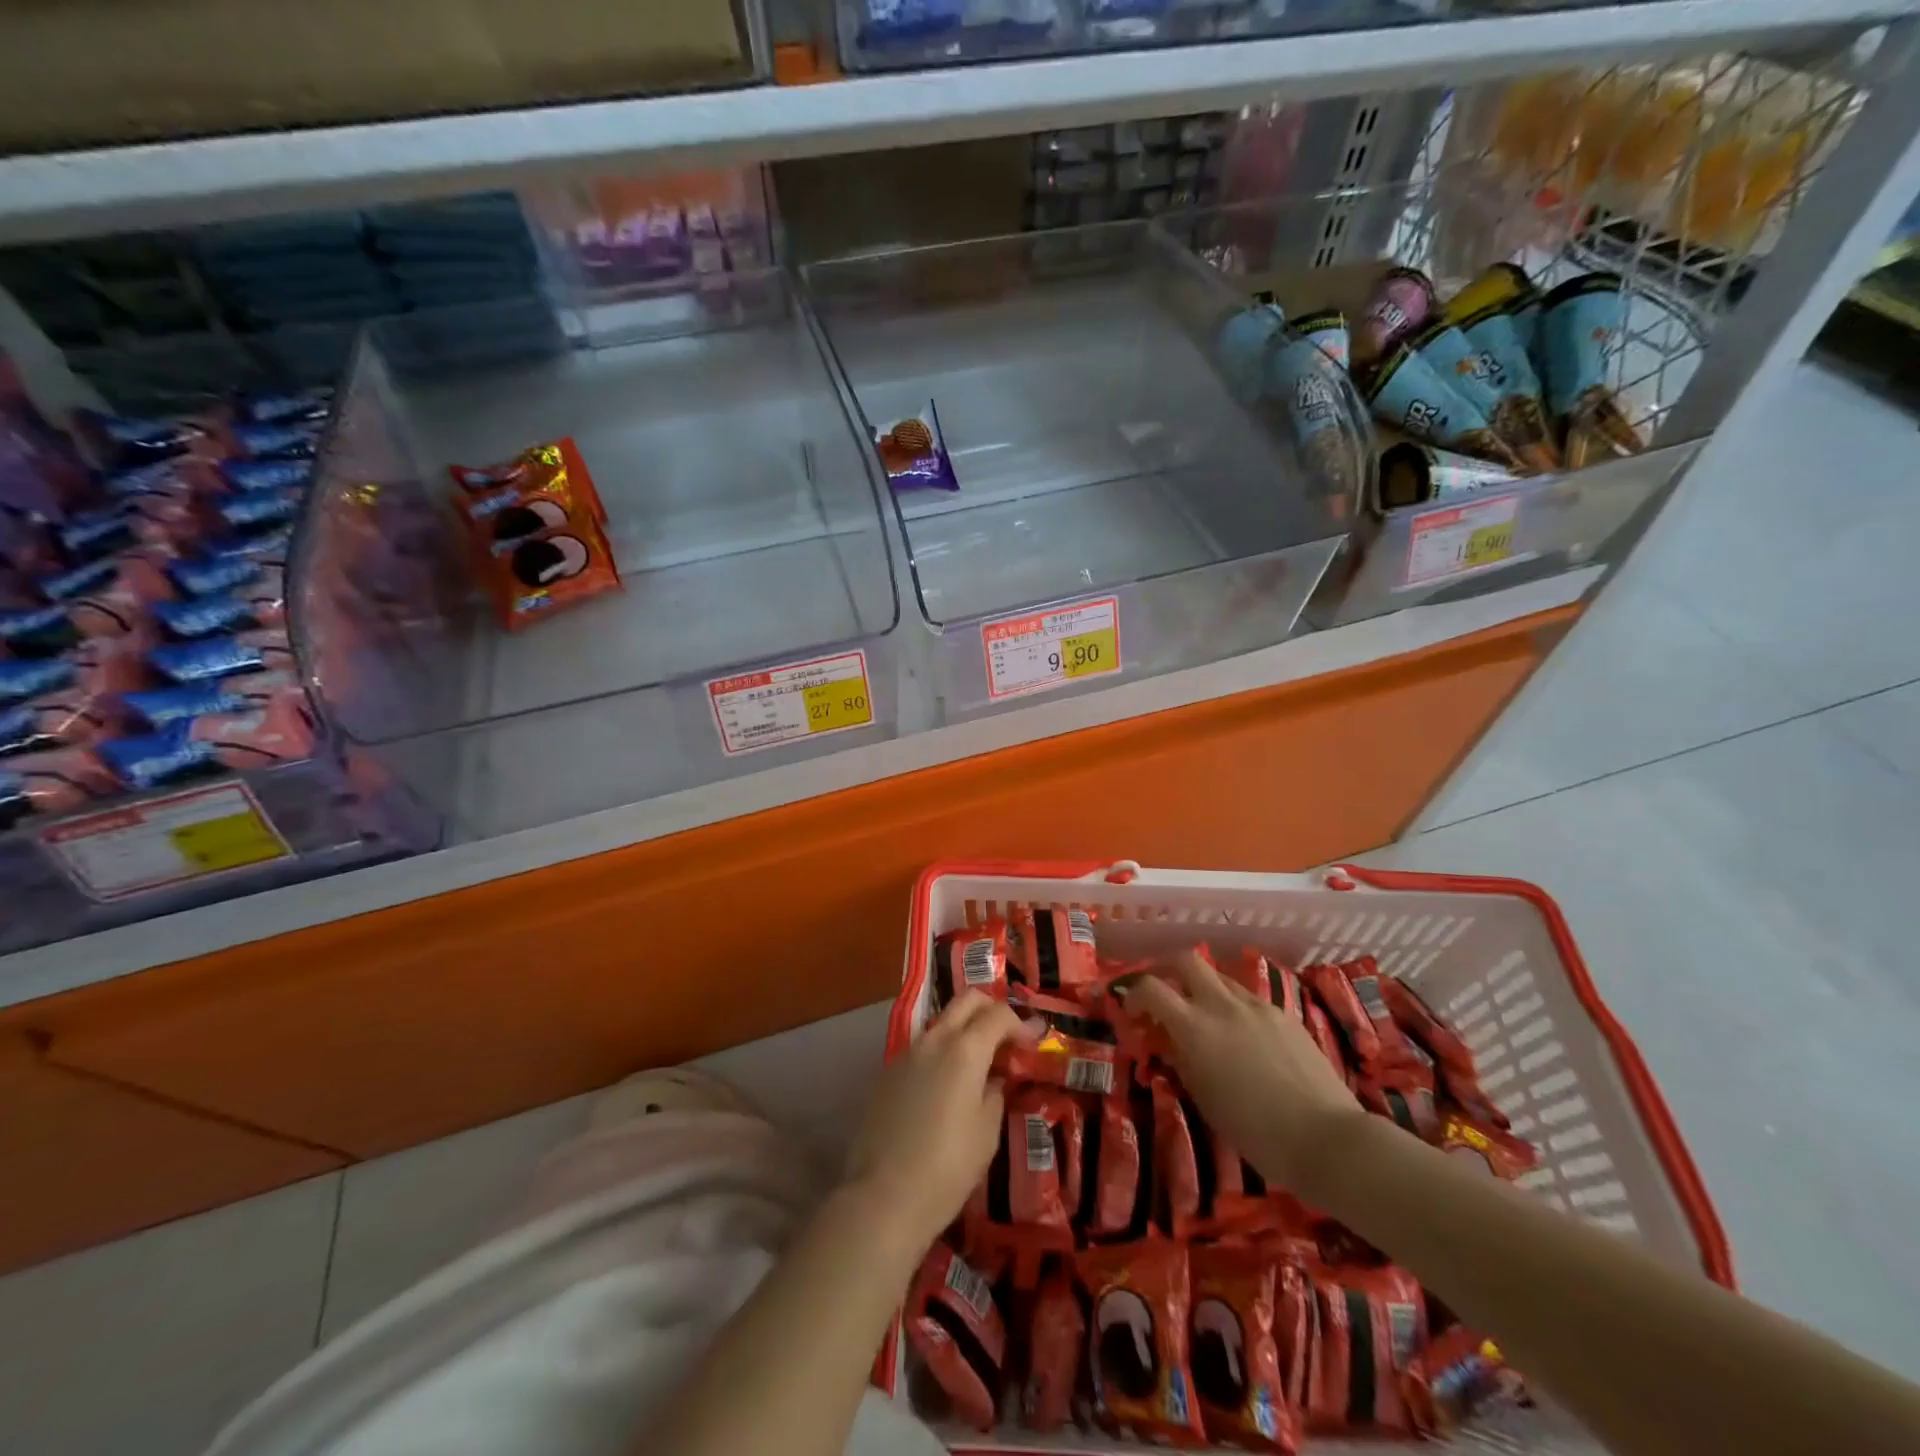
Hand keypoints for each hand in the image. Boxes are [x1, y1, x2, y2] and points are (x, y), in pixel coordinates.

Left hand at [845, 991, 1026, 1254]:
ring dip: (964, 1029)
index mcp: (964, 1049)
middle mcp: (934, 1039)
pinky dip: (942, 1052)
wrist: (882, 1196)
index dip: (1021, 1024)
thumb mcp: (986, 1132)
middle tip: (1007, 1038)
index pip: (998, 1014)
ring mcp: (906, 1052)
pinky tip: (947, 1084)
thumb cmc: (947, 1167)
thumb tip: (996, 1077)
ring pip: (942, 1021)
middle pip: (967, 1001)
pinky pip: (922, 1047)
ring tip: (979, 1063)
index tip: (1034, 1042)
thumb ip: (995, 1093)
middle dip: (991, 1010)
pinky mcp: (887, 1071)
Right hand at [1117, 950, 1361, 1194]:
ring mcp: (1257, 1006)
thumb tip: (1172, 1042)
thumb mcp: (1204, 1099)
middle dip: (1168, 970)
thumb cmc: (1255, 1131)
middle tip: (1165, 994)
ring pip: (1221, 978)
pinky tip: (1246, 1039)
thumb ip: (1183, 1060)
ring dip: (1204, 989)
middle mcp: (1223, 1005)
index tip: (1131, 1010)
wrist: (1326, 1138)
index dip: (1134, 993)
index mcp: (1195, 1028)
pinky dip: (1235, 1008)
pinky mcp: (1284, 1014)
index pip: (1151, 988)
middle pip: (1187, 960)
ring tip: (1207, 1020)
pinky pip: (1250, 999)